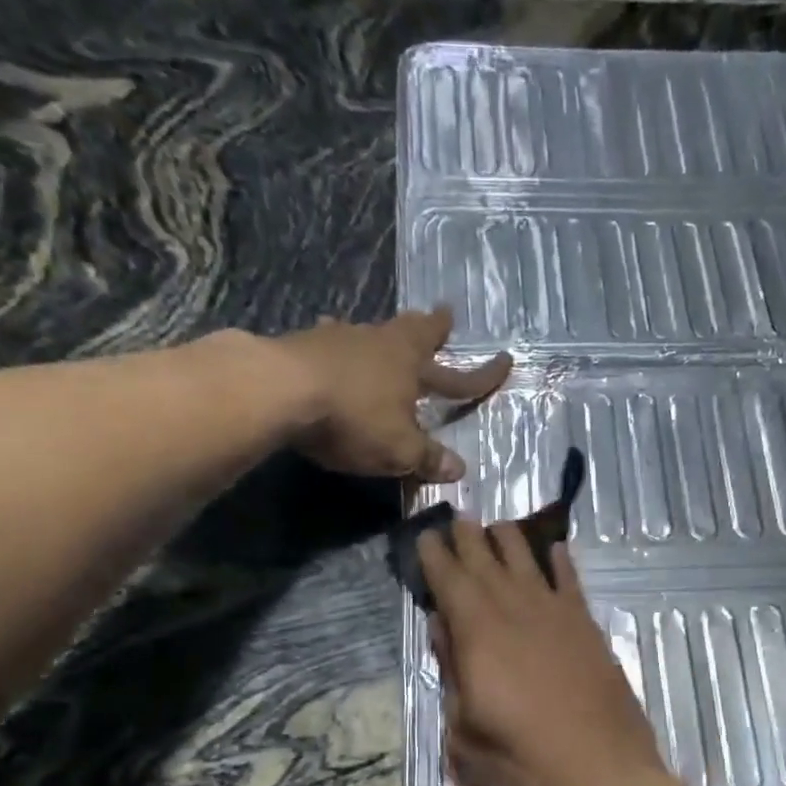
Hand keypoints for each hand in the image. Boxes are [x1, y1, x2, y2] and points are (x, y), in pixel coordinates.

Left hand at [273, 307, 509, 481]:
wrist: (279, 389)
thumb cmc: (353, 417)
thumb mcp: (398, 449)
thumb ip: (427, 458)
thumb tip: (458, 469)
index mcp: (411, 365)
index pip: (457, 376)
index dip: (482, 375)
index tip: (506, 360)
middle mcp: (379, 342)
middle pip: (412, 330)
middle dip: (430, 327)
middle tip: (442, 316)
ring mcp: (338, 338)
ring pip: (368, 333)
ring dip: (378, 338)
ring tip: (377, 337)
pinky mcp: (302, 344)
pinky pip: (328, 343)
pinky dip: (335, 348)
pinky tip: (325, 348)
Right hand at [418, 517, 670, 785]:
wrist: (603, 773)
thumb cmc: (522, 762)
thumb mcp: (464, 732)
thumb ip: (452, 673)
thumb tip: (442, 627)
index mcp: (478, 632)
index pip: (449, 578)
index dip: (435, 554)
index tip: (426, 534)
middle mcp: (516, 609)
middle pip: (486, 559)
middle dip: (467, 536)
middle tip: (456, 518)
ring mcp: (557, 614)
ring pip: (528, 559)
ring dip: (509, 538)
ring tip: (496, 526)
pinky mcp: (588, 627)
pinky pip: (571, 581)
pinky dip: (560, 562)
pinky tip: (555, 550)